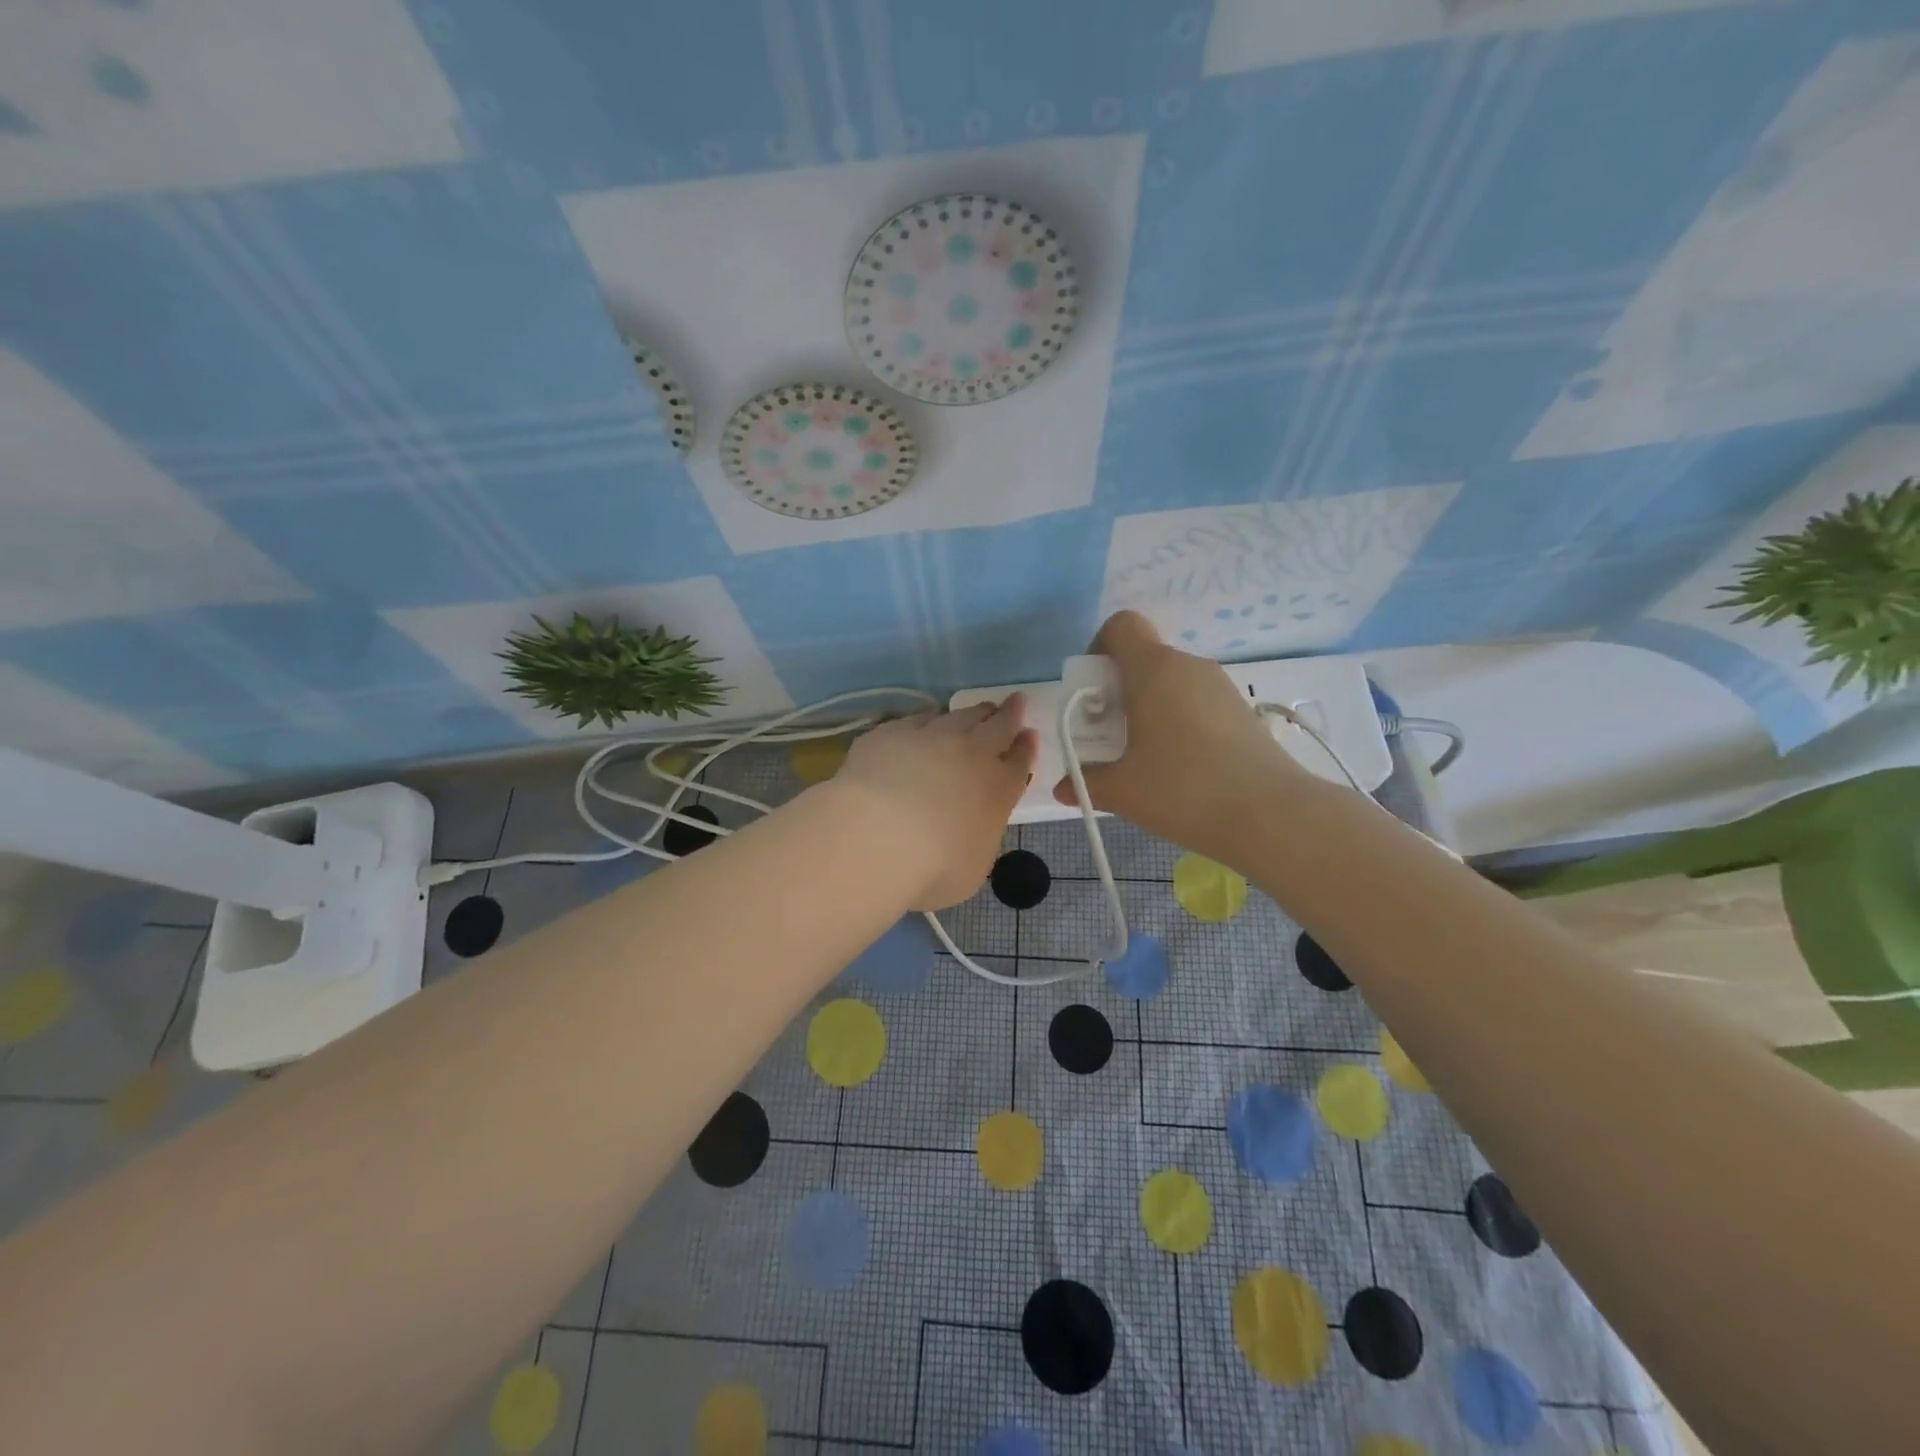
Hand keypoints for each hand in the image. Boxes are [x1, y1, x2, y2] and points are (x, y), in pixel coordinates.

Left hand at [838, 696, 1039, 909]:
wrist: (875, 836)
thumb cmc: (932, 867)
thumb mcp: (973, 866)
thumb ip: (979, 837)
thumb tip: (971, 827)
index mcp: (998, 790)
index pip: (1020, 762)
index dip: (1026, 748)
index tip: (1029, 736)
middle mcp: (971, 755)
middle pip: (998, 726)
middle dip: (1010, 714)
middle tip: (1016, 702)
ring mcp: (930, 737)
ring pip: (960, 716)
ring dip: (974, 712)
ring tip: (977, 711)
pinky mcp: (892, 732)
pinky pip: (918, 719)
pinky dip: (929, 719)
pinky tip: (926, 721)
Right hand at [1053, 612, 1305, 863]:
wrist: (1270, 815)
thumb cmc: (1183, 789)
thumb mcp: (1123, 790)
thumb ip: (1087, 782)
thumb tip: (1064, 787)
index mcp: (1153, 669)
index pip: (1121, 625)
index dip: (1100, 648)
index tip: (1094, 693)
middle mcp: (1188, 666)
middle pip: (1145, 658)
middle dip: (1120, 690)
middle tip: (1112, 735)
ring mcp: (1220, 687)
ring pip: (1172, 682)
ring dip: (1151, 708)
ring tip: (1147, 757)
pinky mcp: (1242, 711)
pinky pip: (1197, 702)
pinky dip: (1180, 721)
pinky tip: (1182, 767)